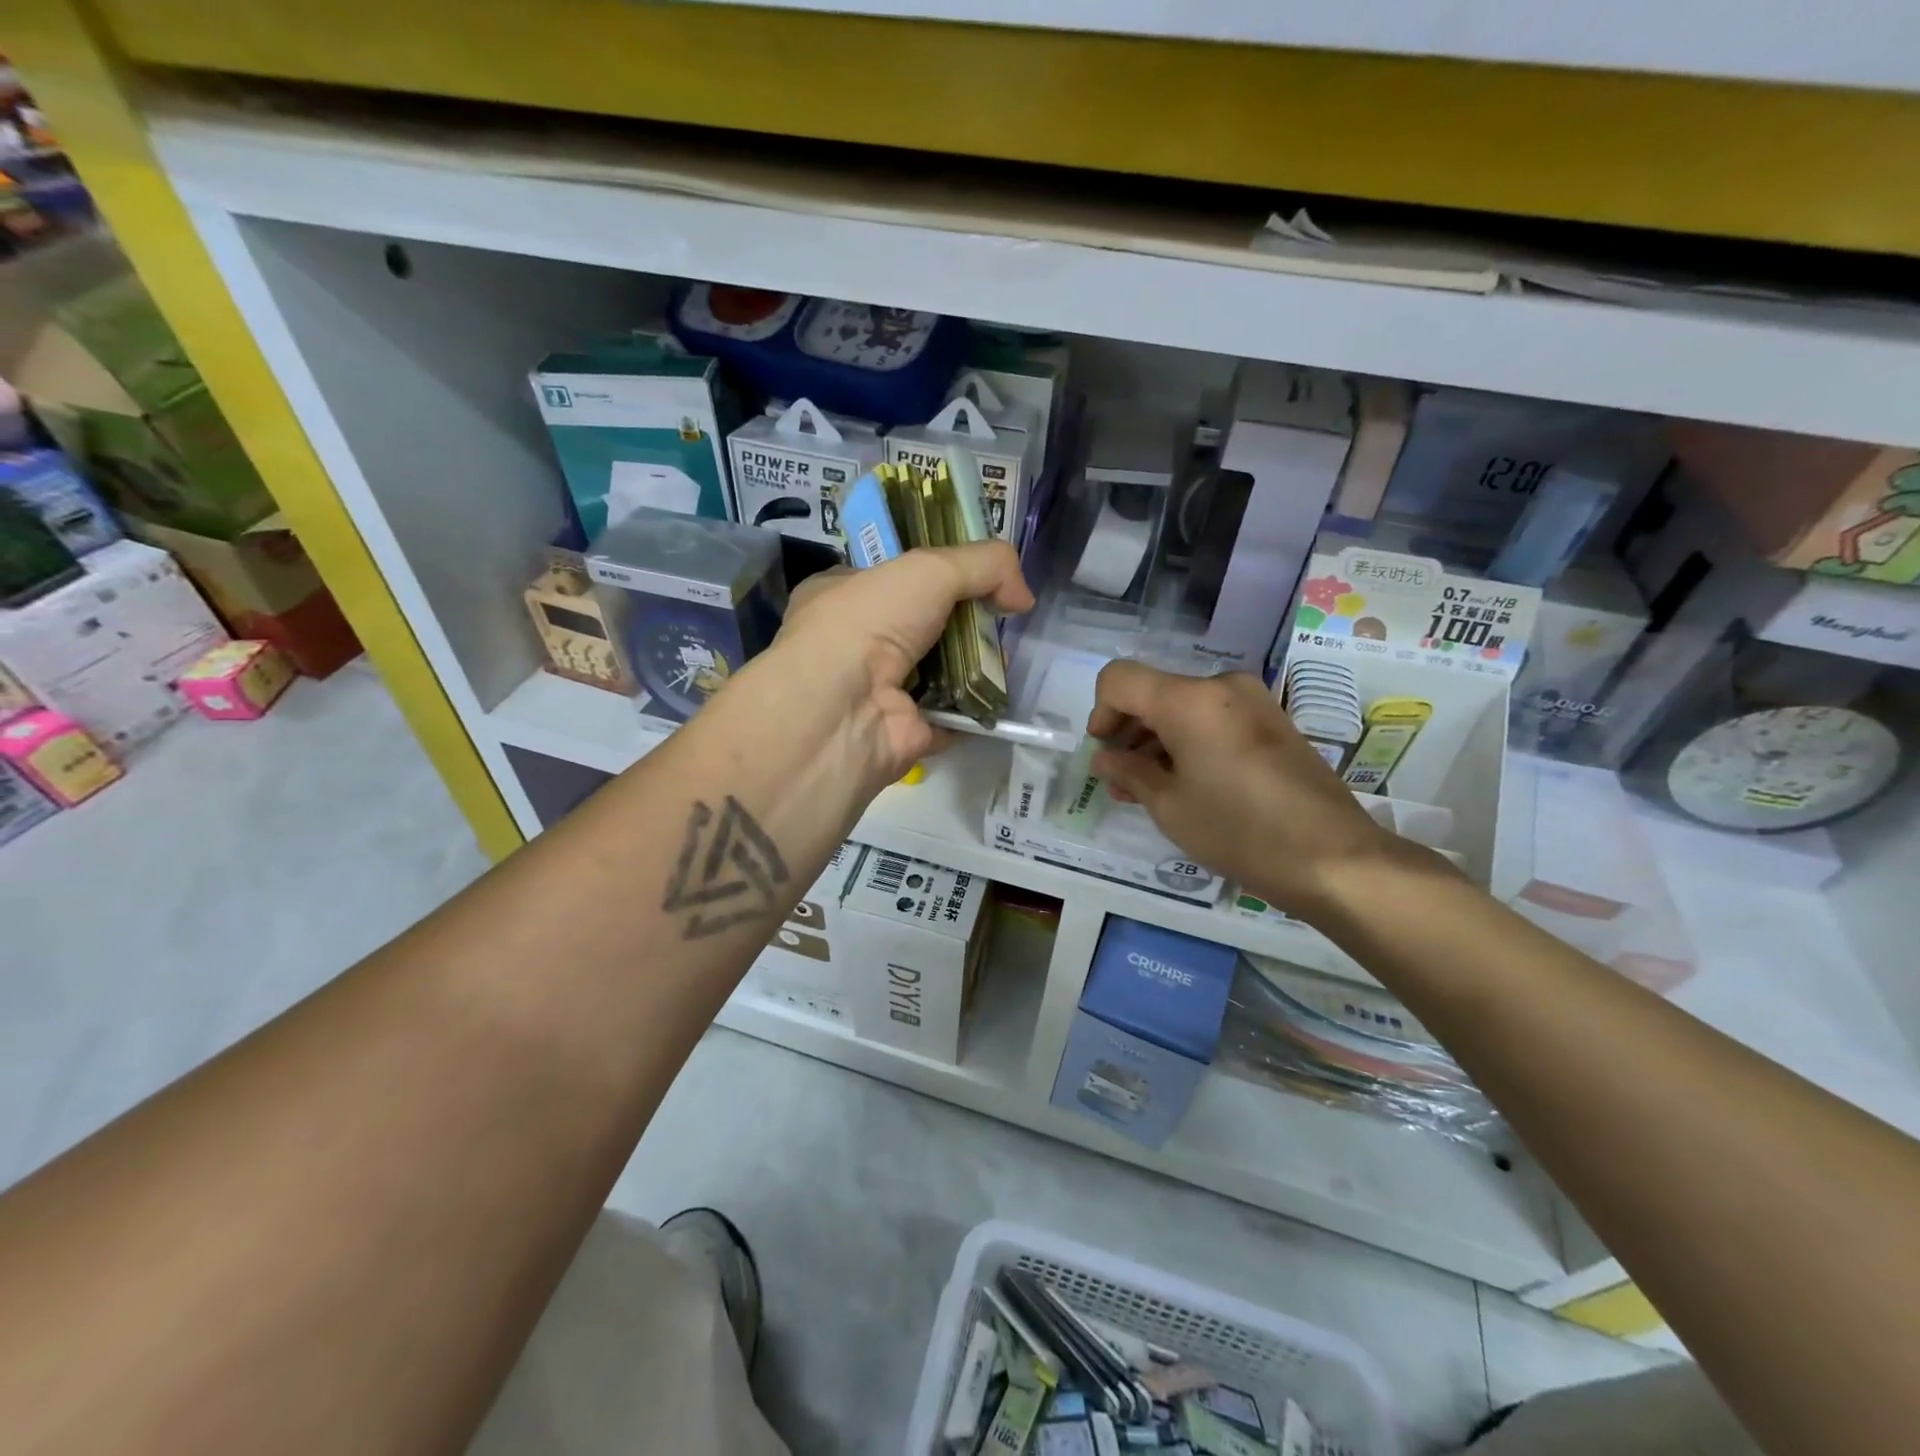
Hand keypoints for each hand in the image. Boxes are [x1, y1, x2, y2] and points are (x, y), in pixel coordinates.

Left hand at [753, 543, 1033, 787]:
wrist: (842, 710)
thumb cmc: (868, 624)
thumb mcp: (928, 568)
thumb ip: (984, 565)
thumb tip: (1023, 597)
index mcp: (841, 595)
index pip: (892, 578)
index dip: (936, 573)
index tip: (977, 576)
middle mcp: (855, 643)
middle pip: (924, 625)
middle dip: (963, 621)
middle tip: (998, 619)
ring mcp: (879, 691)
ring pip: (940, 670)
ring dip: (974, 664)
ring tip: (1002, 655)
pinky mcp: (904, 731)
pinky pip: (950, 714)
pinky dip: (975, 708)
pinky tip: (998, 694)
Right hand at [1088, 661, 1410, 919]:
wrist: (1334, 858)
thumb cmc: (1238, 831)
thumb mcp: (1169, 806)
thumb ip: (1128, 772)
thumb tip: (1106, 759)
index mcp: (1189, 699)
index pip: (1120, 679)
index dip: (1100, 712)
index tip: (1104, 752)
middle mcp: (1221, 686)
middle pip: (1154, 692)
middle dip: (1129, 731)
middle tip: (1120, 779)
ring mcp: (1253, 702)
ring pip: (1184, 707)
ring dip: (1158, 740)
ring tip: (1148, 789)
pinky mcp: (1273, 722)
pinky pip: (1214, 719)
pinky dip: (1190, 742)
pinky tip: (1186, 783)